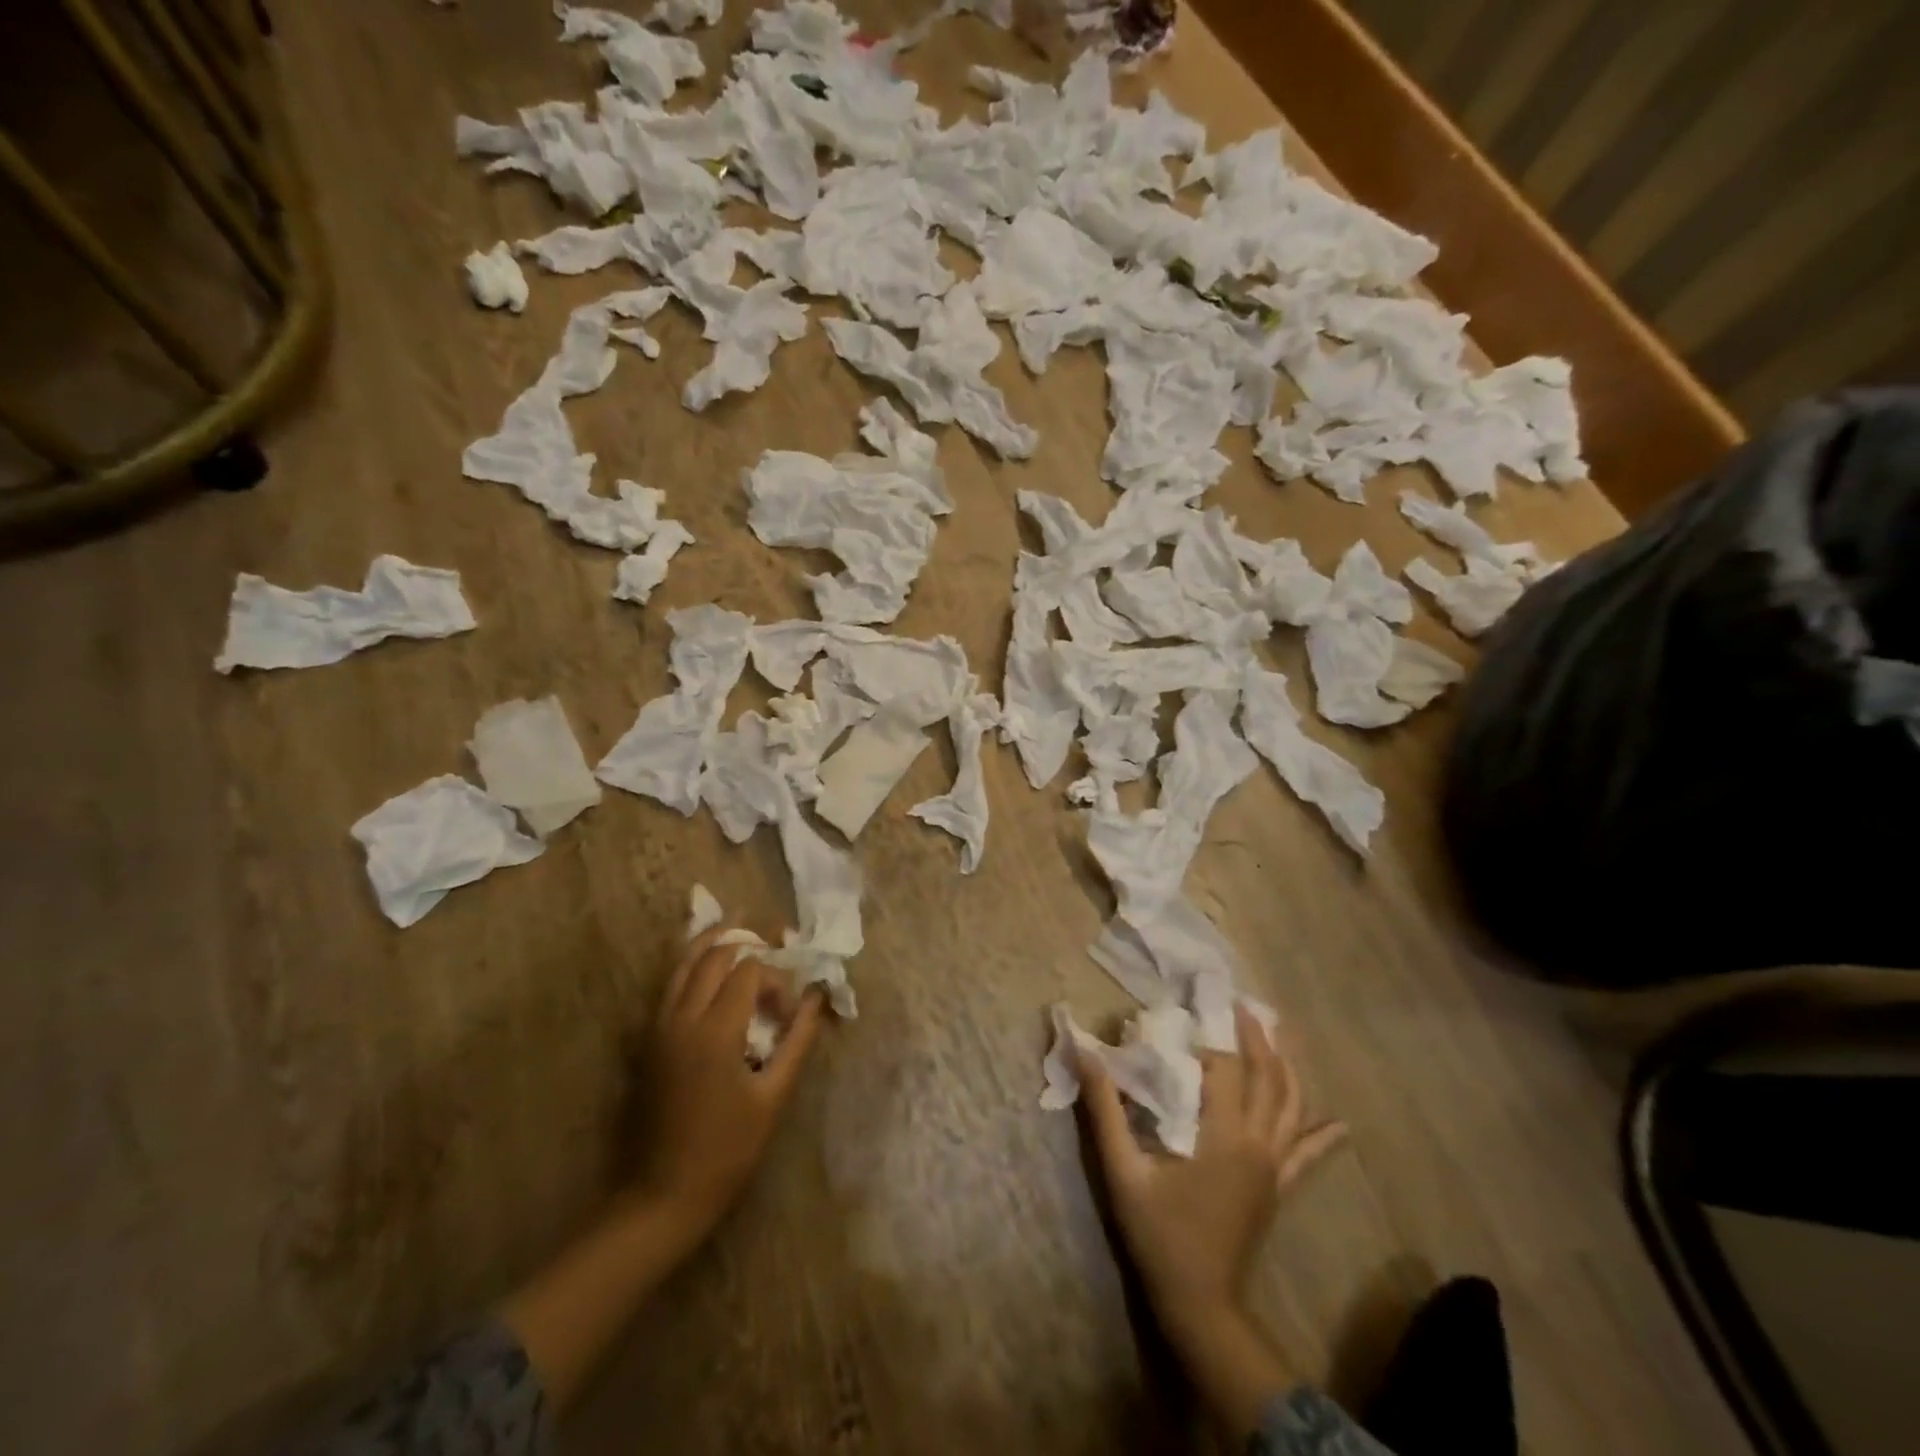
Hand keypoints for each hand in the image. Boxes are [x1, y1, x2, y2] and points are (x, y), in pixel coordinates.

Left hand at [636, 927, 825, 1244]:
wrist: (662, 1195)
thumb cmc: (727, 1150)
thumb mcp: (773, 1096)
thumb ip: (798, 1040)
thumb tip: (818, 999)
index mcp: (715, 1032)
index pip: (749, 971)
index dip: (776, 978)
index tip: (790, 1009)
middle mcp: (682, 1018)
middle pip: (715, 955)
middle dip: (748, 945)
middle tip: (775, 947)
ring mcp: (658, 1027)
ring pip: (684, 963)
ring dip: (714, 943)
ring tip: (741, 930)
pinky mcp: (648, 1040)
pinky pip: (670, 985)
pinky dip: (692, 965)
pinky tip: (710, 966)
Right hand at [1079, 1005, 1343, 1341]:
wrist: (1200, 1303)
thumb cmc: (1159, 1234)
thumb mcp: (1123, 1170)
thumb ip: (1105, 1110)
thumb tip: (1085, 1053)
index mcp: (1224, 1136)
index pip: (1224, 1069)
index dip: (1208, 1038)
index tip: (1192, 1010)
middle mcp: (1258, 1144)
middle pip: (1267, 1078)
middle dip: (1257, 1039)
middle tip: (1243, 1006)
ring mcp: (1274, 1168)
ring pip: (1291, 1107)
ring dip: (1286, 1068)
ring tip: (1276, 1037)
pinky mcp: (1279, 1188)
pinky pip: (1308, 1156)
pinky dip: (1322, 1136)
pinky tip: (1340, 1125)